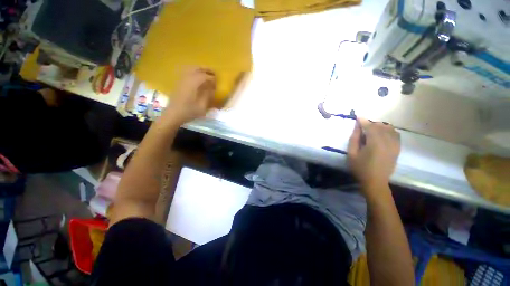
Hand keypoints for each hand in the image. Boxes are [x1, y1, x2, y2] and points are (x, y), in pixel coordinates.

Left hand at [164, 68, 215, 124]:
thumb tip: (212, 88)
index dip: (213, 78)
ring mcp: (182, 80)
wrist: (173, 114)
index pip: (205, 76)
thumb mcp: (202, 107)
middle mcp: (187, 79)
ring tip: (207, 74)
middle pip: (197, 68)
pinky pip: (187, 72)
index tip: (218, 82)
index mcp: (193, 84)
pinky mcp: (179, 82)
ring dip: (200, 69)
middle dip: (207, 70)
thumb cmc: (189, 112)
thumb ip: (208, 96)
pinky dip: (194, 72)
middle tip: (214, 74)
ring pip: (191, 69)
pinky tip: (198, 78)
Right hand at [348, 118, 400, 194]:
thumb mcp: (352, 153)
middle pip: (380, 126)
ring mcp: (394, 145)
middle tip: (362, 126)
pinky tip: (382, 133)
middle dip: (371, 123)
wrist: (375, 182)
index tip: (358, 116)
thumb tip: (357, 126)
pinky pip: (396, 134)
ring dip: (380, 126)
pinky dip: (389, 131)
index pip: (370, 127)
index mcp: (375, 143)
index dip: (363, 121)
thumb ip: (354, 138)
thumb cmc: (360, 168)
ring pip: (389, 129)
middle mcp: (387, 142)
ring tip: (372, 130)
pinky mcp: (397, 149)